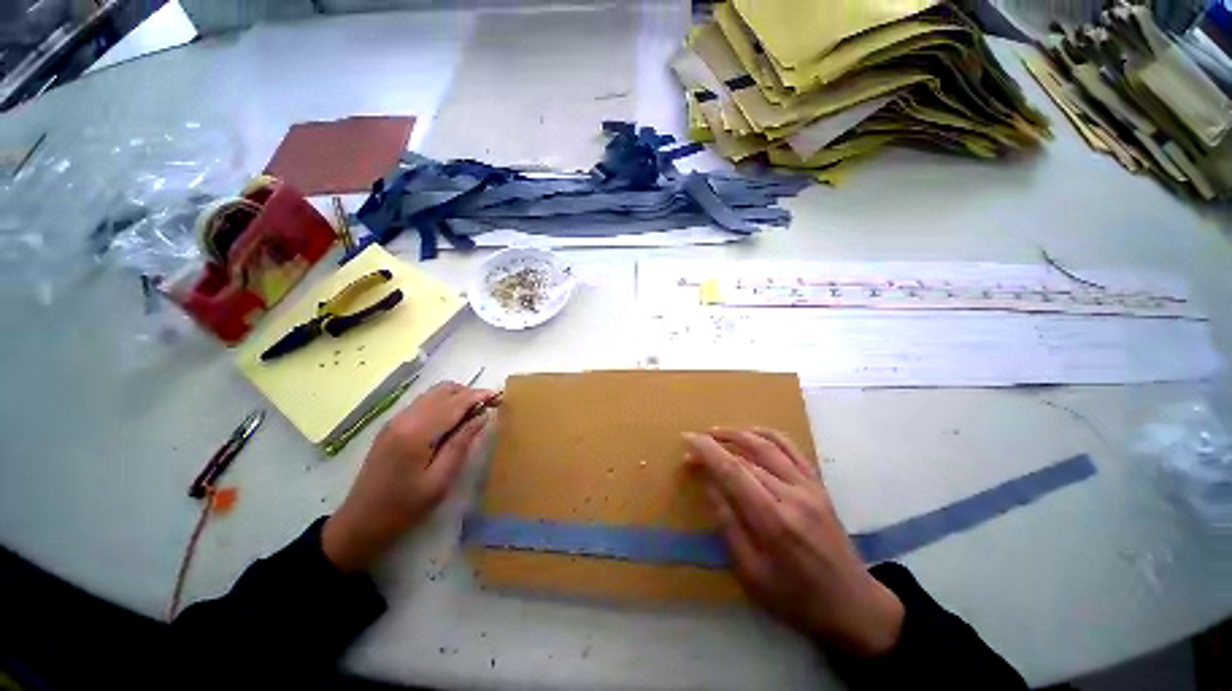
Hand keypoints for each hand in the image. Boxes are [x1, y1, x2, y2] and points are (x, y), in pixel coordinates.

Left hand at [322, 382, 496, 572]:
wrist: (359, 522)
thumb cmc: (404, 507)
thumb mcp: (440, 480)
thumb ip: (462, 443)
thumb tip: (482, 416)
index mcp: (416, 432)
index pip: (455, 402)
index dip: (479, 396)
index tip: (500, 396)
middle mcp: (404, 418)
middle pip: (444, 390)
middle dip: (470, 393)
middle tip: (489, 406)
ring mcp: (396, 420)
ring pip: (433, 393)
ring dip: (457, 396)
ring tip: (475, 413)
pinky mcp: (392, 426)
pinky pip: (424, 403)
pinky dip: (444, 403)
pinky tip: (453, 420)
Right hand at [684, 428, 904, 656]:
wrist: (853, 606)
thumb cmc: (795, 599)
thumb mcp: (751, 575)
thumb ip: (728, 526)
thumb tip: (709, 486)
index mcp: (773, 522)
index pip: (733, 472)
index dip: (707, 451)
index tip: (687, 438)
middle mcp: (792, 495)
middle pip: (746, 457)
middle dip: (715, 446)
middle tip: (693, 446)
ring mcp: (809, 487)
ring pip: (767, 445)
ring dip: (738, 433)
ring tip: (715, 432)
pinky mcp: (818, 484)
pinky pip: (791, 449)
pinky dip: (768, 435)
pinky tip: (752, 432)